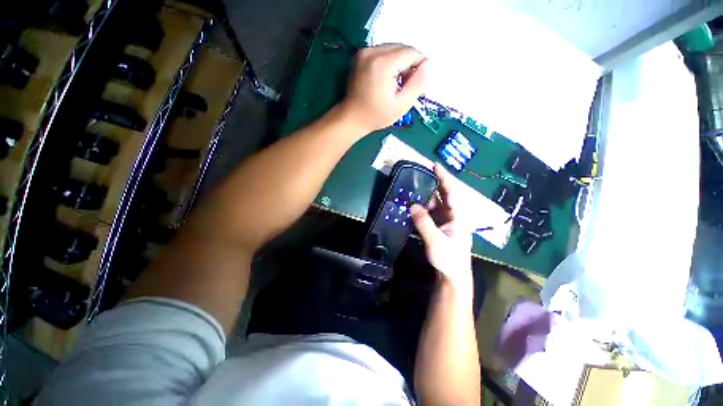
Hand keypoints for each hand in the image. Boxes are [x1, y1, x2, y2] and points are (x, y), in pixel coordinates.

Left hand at [339, 44, 426, 133]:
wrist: (352, 118)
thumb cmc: (376, 116)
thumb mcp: (401, 105)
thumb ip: (417, 83)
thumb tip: (428, 64)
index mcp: (383, 64)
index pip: (411, 53)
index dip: (419, 66)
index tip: (415, 84)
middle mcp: (372, 51)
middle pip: (402, 48)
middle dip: (409, 64)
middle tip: (405, 85)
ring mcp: (364, 52)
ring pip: (393, 49)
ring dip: (400, 63)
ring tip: (395, 83)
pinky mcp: (361, 55)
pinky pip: (383, 51)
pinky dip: (390, 62)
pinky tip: (387, 78)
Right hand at [411, 163, 473, 295]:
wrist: (453, 276)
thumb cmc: (449, 259)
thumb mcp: (435, 241)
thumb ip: (424, 223)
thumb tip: (412, 205)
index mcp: (458, 216)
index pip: (451, 192)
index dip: (444, 177)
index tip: (435, 165)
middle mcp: (453, 215)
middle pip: (444, 195)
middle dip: (433, 184)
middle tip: (420, 174)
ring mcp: (447, 221)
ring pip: (436, 204)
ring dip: (426, 196)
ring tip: (414, 188)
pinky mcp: (440, 227)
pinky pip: (431, 213)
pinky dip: (423, 208)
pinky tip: (415, 205)